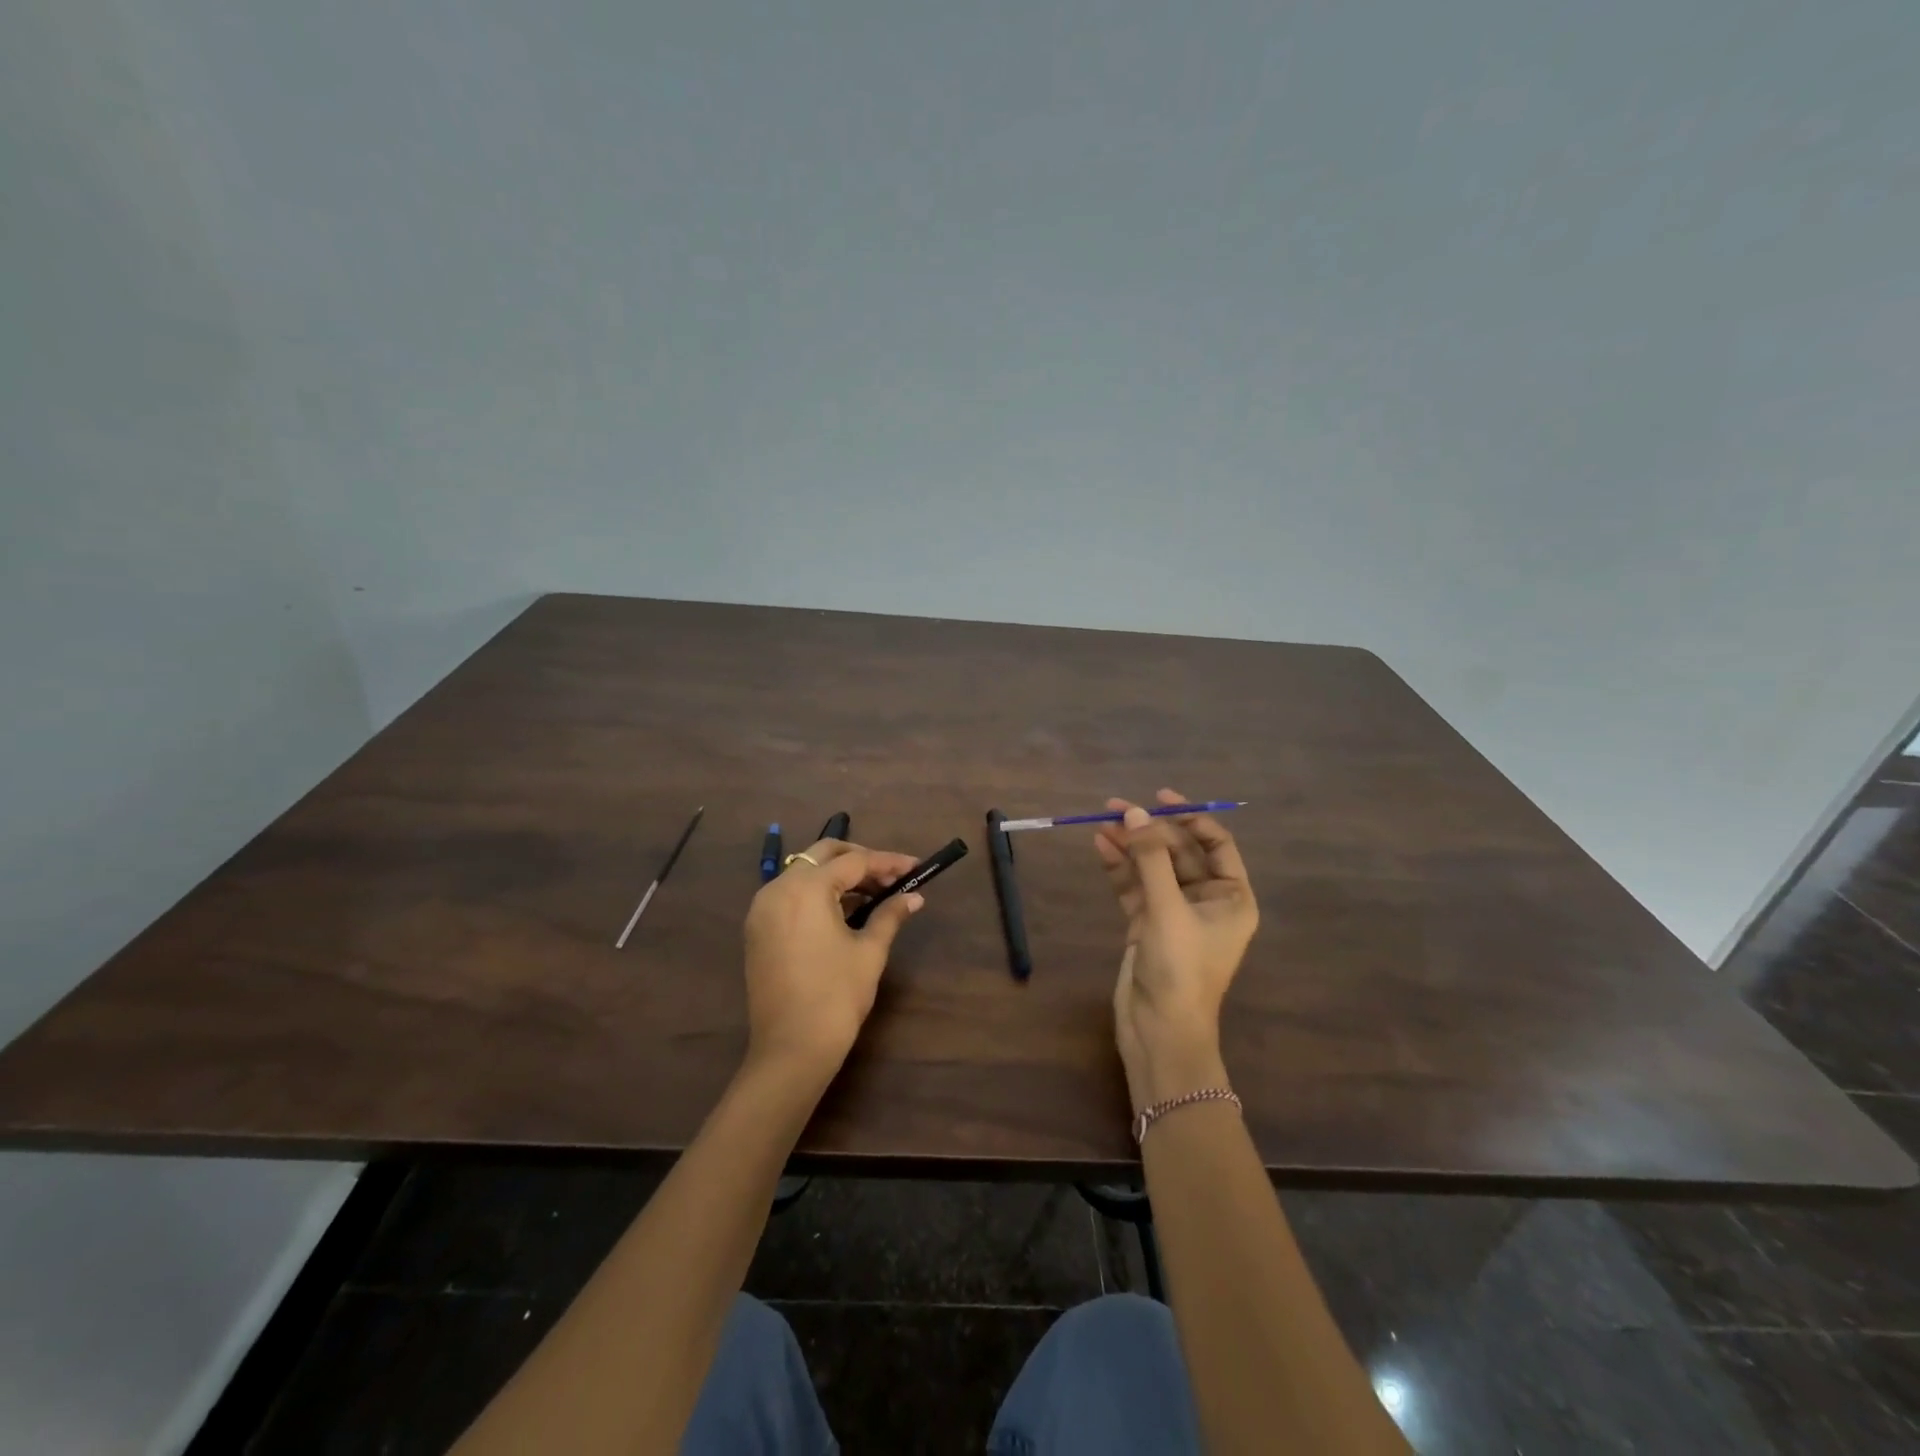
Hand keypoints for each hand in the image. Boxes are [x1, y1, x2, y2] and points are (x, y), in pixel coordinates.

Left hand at [742, 839, 924, 1084]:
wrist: (791, 1049)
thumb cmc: (836, 996)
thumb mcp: (869, 951)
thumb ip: (890, 915)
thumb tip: (914, 897)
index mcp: (806, 888)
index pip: (854, 862)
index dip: (888, 862)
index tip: (916, 866)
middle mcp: (778, 889)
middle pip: (823, 855)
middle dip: (860, 860)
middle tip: (892, 876)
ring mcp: (763, 909)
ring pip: (805, 873)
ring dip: (839, 877)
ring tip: (874, 894)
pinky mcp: (758, 929)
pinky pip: (791, 895)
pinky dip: (818, 894)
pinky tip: (845, 910)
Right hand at [1093, 788, 1258, 1109]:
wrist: (1159, 1031)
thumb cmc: (1180, 969)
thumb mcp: (1168, 909)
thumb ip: (1150, 858)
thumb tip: (1134, 813)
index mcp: (1231, 897)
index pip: (1215, 843)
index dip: (1190, 817)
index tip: (1159, 798)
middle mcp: (1206, 900)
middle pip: (1178, 852)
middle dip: (1149, 830)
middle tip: (1114, 807)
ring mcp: (1174, 912)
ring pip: (1152, 867)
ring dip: (1130, 845)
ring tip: (1100, 821)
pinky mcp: (1147, 924)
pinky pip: (1134, 886)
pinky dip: (1119, 867)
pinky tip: (1100, 846)